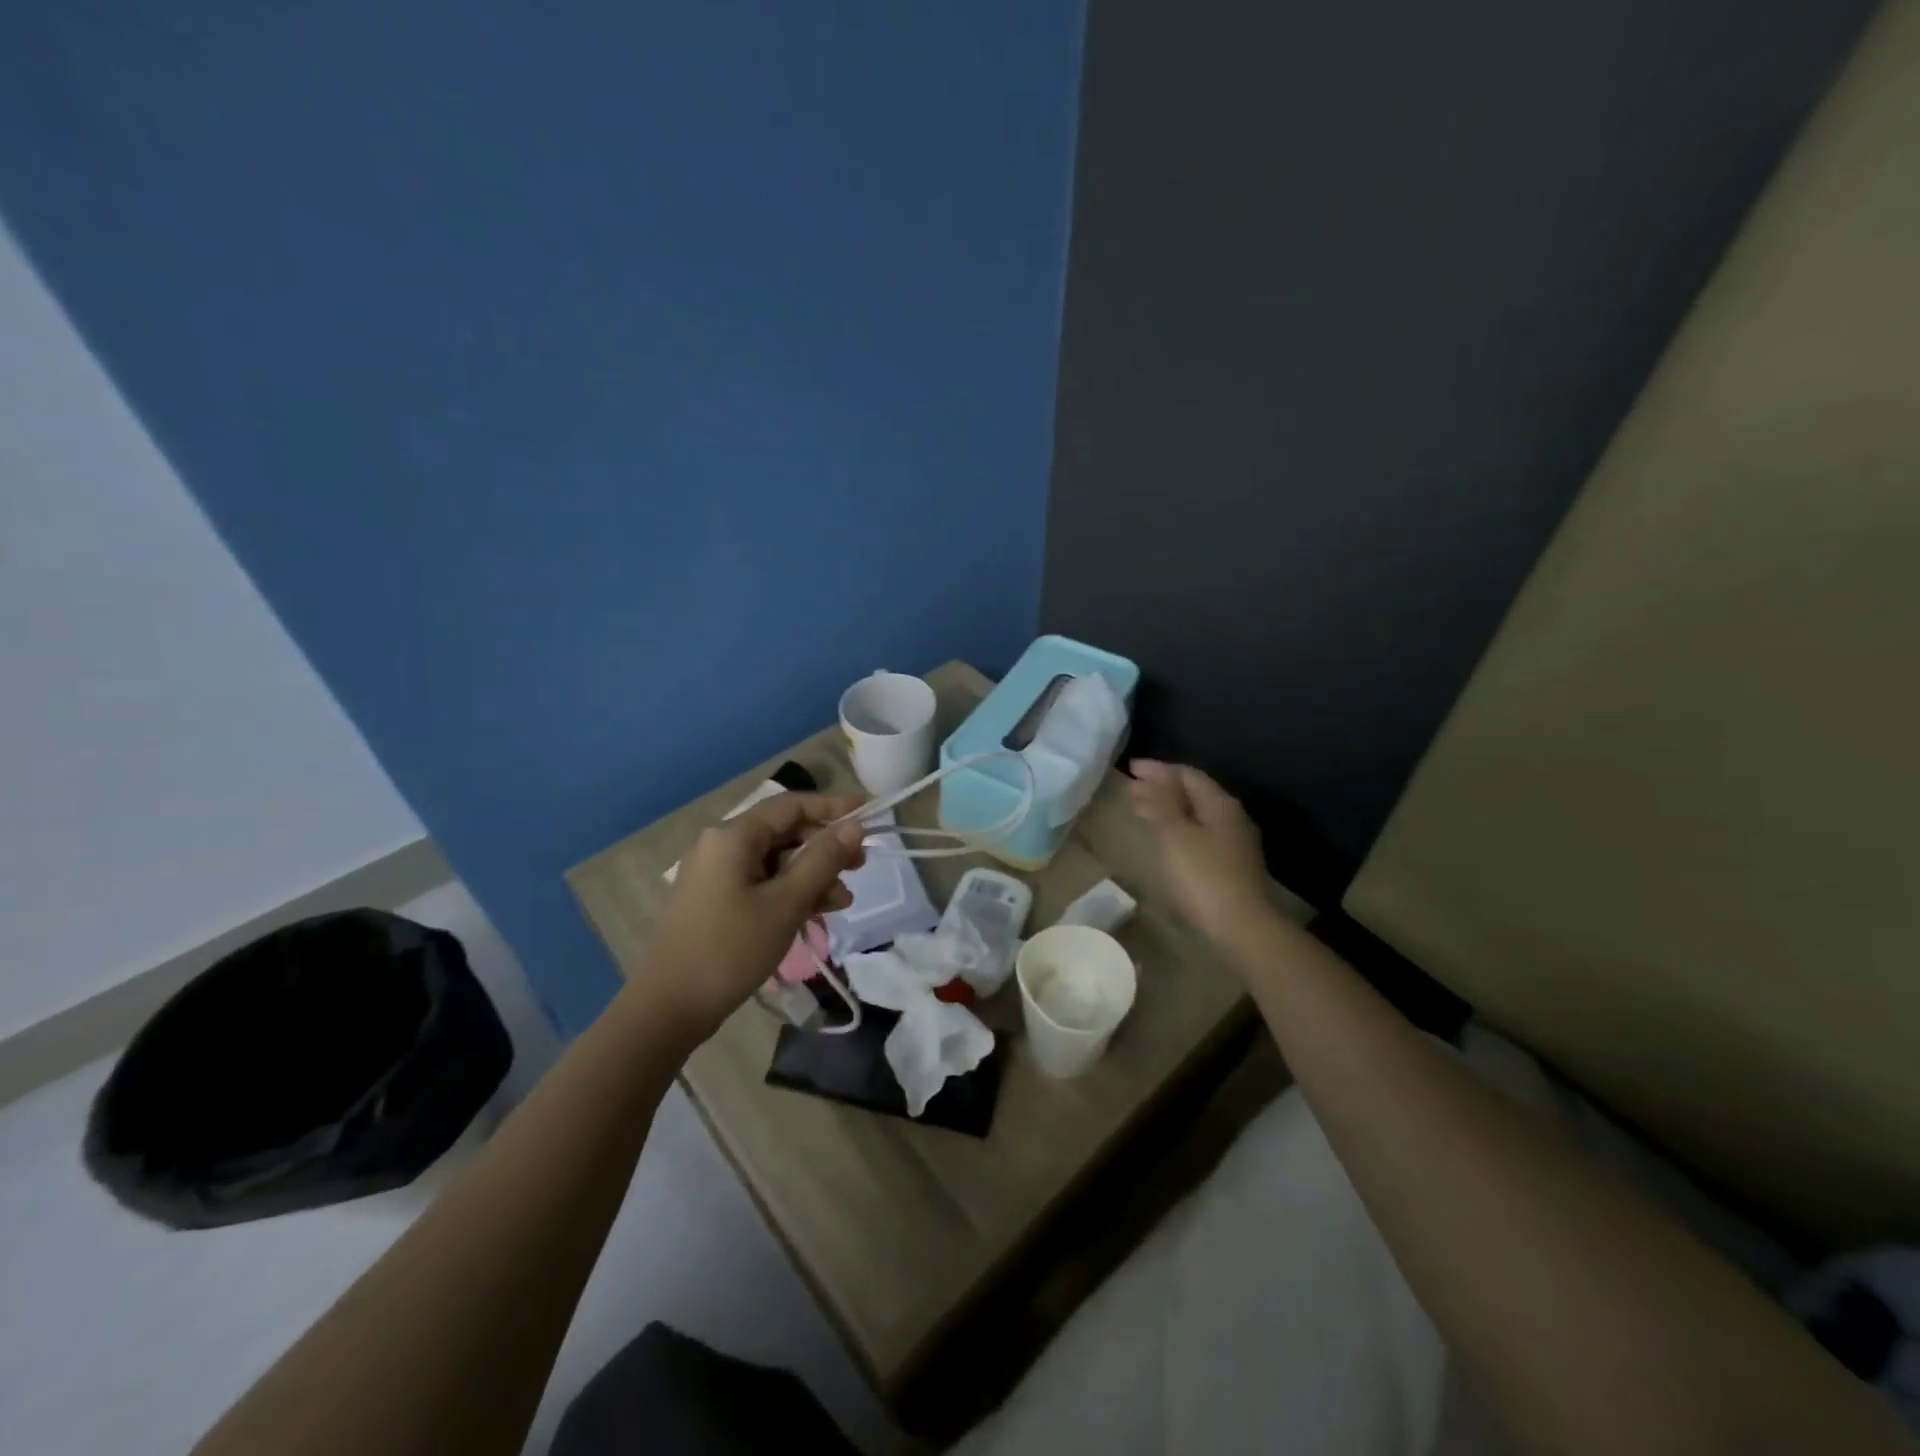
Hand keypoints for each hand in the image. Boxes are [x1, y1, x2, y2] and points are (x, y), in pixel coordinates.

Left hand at [637, 792, 866, 1043]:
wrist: (668, 1009)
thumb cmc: (730, 949)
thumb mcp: (786, 903)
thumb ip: (823, 859)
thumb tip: (854, 825)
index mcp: (733, 836)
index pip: (791, 805)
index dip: (832, 806)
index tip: (868, 813)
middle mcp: (721, 846)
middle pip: (784, 832)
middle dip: (825, 848)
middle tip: (860, 865)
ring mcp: (715, 875)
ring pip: (776, 861)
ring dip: (812, 875)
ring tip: (842, 902)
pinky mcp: (715, 901)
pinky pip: (761, 883)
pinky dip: (790, 892)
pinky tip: (816, 912)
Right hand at [1128, 760, 1271, 944]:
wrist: (1242, 928)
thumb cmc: (1203, 877)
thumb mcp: (1174, 835)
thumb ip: (1158, 804)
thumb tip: (1144, 781)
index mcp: (1220, 804)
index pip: (1187, 774)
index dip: (1157, 769)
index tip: (1131, 768)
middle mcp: (1231, 817)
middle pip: (1195, 792)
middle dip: (1163, 786)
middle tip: (1134, 787)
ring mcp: (1234, 843)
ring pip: (1197, 814)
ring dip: (1170, 807)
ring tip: (1145, 810)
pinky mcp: (1231, 866)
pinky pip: (1200, 834)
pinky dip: (1179, 827)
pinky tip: (1167, 839)